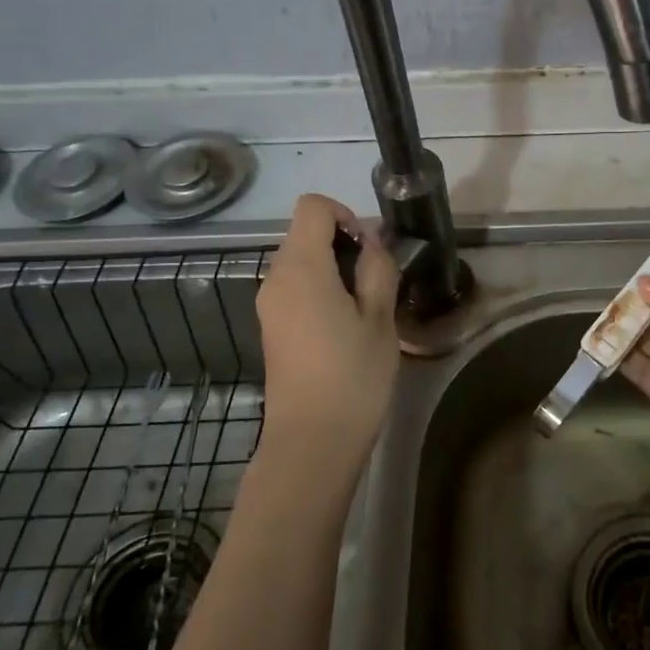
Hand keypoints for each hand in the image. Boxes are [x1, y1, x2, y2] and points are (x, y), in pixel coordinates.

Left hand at [255, 194, 399, 479]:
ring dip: (334, 268)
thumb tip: (371, 242)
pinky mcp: (271, 328)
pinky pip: (295, 288)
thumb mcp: (380, 317)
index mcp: (301, 268)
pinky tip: (346, 326)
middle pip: (305, 233)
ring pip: (301, 262)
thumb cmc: (353, 376)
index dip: (345, 214)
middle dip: (344, 243)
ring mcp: (269, 305)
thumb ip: (377, 269)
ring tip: (366, 307)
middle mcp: (275, 278)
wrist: (312, 442)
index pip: (312, 207)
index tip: (370, 249)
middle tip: (377, 281)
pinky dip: (321, 290)